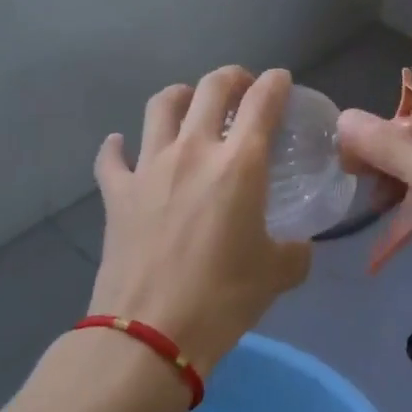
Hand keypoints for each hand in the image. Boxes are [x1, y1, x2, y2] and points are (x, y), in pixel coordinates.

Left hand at [91, 66, 311, 376]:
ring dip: (180, 96)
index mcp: (239, 163)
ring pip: (161, 105)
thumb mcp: (277, 274)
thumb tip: (299, 247)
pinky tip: (122, 146)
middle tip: (240, 88)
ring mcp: (149, 167)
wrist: (150, 334)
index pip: (262, 101)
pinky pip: (112, 156)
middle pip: (210, 87)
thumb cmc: (222, 299)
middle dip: (231, 77)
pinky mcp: (116, 192)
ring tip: (189, 104)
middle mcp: (193, 150)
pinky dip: (118, 147)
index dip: (276, 83)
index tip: (281, 81)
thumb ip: (295, 252)